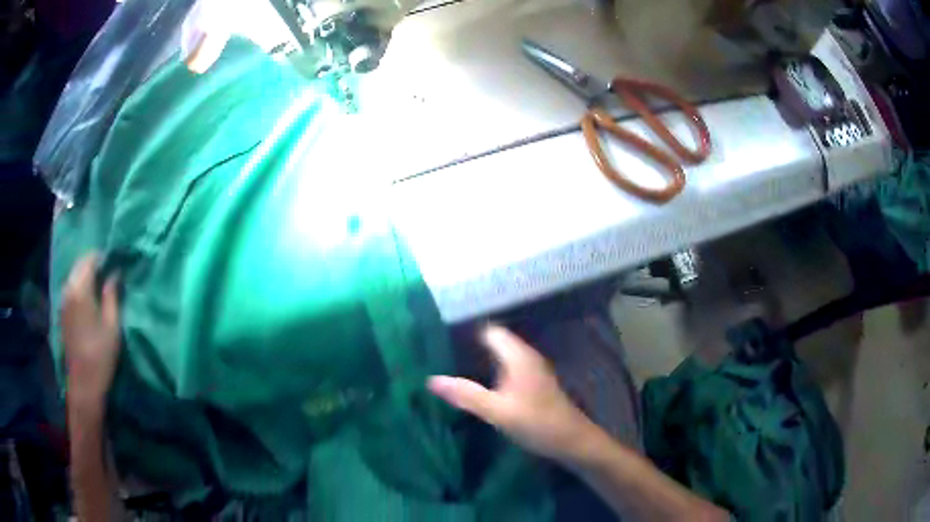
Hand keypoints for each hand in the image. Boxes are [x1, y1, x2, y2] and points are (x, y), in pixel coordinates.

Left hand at [61, 254, 121, 408]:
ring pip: (75, 275)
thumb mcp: (112, 325)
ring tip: (101, 284)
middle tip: (110, 272)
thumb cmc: (101, 355)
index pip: (90, 259)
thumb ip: (112, 295)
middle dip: (94, 263)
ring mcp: (63, 300)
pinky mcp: (63, 311)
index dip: (103, 257)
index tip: (116, 262)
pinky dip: (80, 285)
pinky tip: (89, 297)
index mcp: (80, 289)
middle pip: (80, 264)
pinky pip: (71, 287)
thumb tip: (114, 273)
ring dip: (86, 274)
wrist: (84, 383)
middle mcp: (68, 289)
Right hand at [428, 325, 600, 462]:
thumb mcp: (498, 411)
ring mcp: (532, 370)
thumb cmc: (537, 423)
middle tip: (440, 355)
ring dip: (481, 360)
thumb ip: (466, 395)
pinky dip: (492, 372)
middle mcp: (526, 357)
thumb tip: (432, 380)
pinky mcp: (534, 384)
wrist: (572, 441)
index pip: (490, 331)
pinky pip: (508, 369)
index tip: (440, 339)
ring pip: (501, 356)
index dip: (467, 332)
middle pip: (495, 342)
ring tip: (452, 367)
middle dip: (470, 346)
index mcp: (518, 357)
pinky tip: (479, 385)